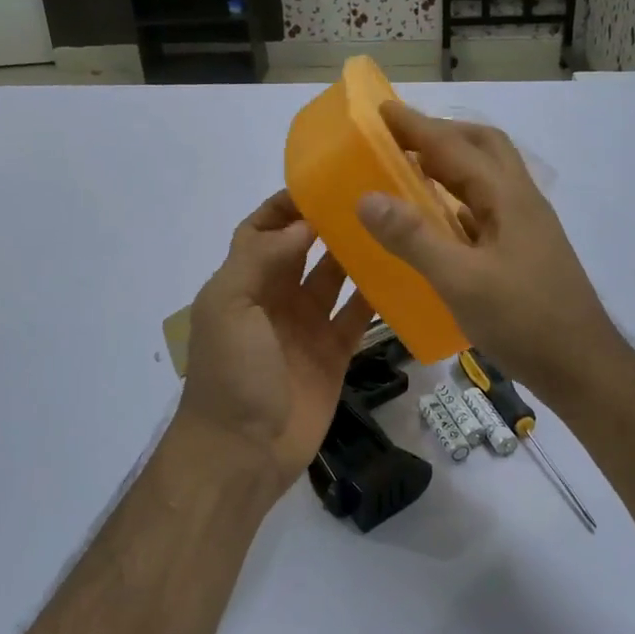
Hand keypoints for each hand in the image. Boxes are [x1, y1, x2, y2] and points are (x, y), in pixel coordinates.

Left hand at [173, 192, 373, 489]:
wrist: (242, 452)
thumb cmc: (231, 372)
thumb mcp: (230, 306)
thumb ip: (261, 258)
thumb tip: (304, 222)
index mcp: (244, 281)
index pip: (262, 230)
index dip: (286, 206)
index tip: (324, 181)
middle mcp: (276, 297)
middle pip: (304, 249)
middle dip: (329, 223)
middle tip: (371, 196)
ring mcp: (307, 326)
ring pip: (335, 278)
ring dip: (356, 255)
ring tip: (392, 225)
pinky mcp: (333, 353)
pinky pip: (357, 317)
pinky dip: (377, 297)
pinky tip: (404, 273)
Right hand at [357, 102, 624, 408]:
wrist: (581, 366)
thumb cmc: (524, 320)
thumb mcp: (461, 280)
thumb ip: (413, 238)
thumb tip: (366, 198)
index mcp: (507, 197)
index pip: (456, 146)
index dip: (417, 126)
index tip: (381, 109)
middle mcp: (520, 201)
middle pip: (483, 147)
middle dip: (441, 134)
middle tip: (399, 138)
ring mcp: (525, 226)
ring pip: (486, 177)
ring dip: (451, 164)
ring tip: (410, 171)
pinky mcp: (523, 250)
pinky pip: (485, 208)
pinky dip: (457, 199)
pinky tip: (437, 220)